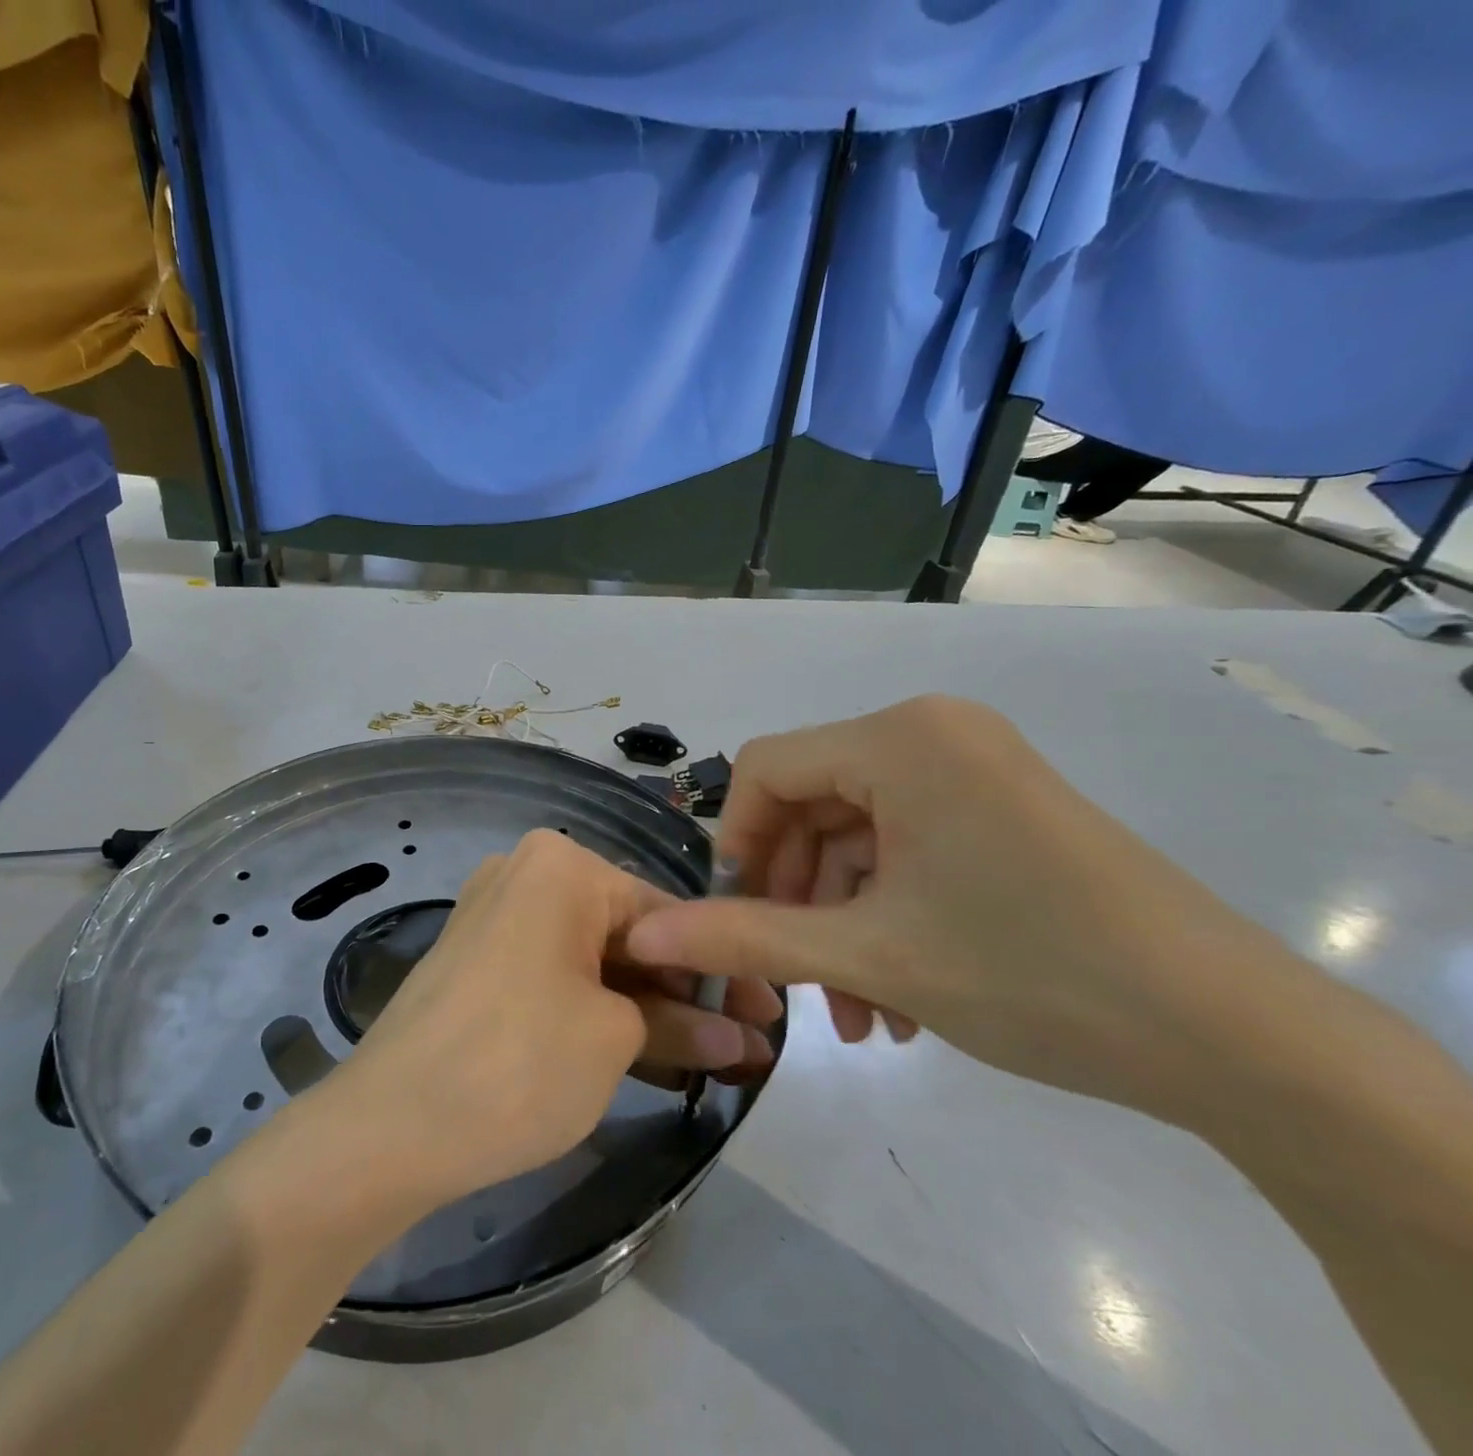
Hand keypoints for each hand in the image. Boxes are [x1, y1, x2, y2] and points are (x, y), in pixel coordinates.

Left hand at [329, 831, 777, 1207]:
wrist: (389, 1126)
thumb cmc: (519, 1062)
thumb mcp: (614, 1040)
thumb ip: (683, 1026)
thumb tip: (740, 1039)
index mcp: (561, 866)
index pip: (665, 913)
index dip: (723, 969)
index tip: (770, 1017)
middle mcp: (524, 872)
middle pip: (627, 933)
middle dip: (686, 992)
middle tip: (744, 1047)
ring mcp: (495, 915)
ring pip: (592, 958)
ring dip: (647, 1007)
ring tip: (709, 1060)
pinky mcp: (478, 960)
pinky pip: (555, 974)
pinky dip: (598, 1009)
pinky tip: (646, 1052)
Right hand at [627, 696, 1296, 1123]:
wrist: (1239, 1040)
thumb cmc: (1033, 973)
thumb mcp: (870, 955)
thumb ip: (745, 937)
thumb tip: (645, 936)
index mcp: (899, 739)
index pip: (766, 768)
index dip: (736, 844)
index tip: (737, 921)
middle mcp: (932, 734)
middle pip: (812, 805)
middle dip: (794, 900)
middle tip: (795, 985)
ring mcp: (973, 771)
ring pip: (858, 839)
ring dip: (839, 923)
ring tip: (854, 1016)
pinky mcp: (1002, 810)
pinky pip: (907, 850)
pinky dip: (885, 916)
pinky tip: (895, 998)